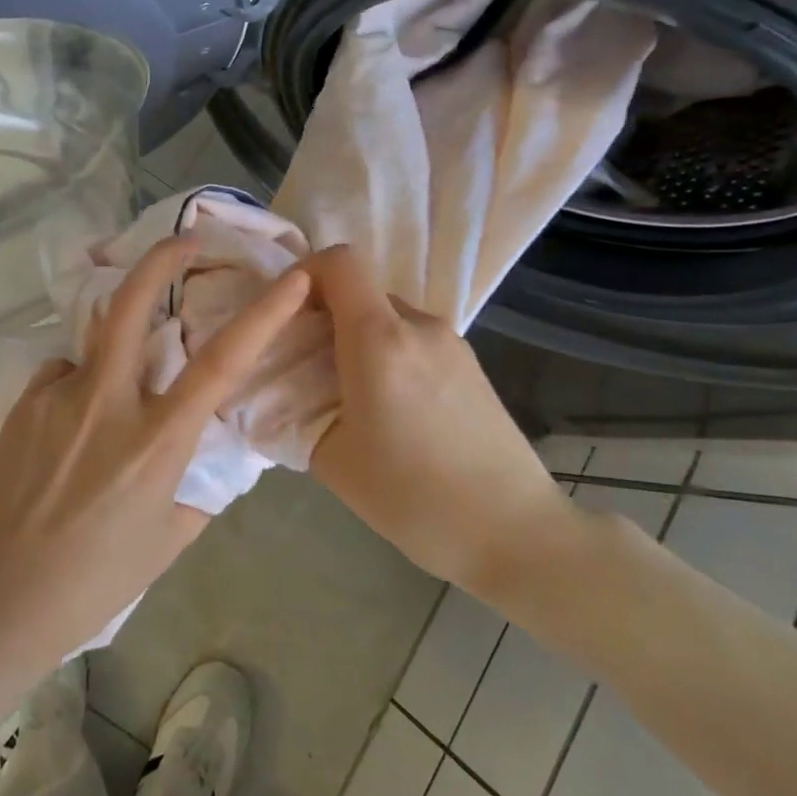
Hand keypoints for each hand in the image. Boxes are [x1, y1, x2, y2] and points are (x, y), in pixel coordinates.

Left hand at [0, 237, 311, 662]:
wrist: (5, 594)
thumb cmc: (100, 576)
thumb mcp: (170, 535)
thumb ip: (196, 484)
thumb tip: (203, 448)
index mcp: (157, 440)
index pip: (221, 363)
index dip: (264, 313)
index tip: (292, 277)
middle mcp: (108, 403)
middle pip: (134, 305)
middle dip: (162, 259)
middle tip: (183, 239)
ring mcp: (59, 397)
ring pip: (96, 344)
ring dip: (115, 351)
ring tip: (108, 403)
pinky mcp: (24, 403)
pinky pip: (63, 376)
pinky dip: (77, 389)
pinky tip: (67, 433)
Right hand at [302, 245, 575, 601]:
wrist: (513, 532)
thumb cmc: (412, 496)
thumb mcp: (331, 458)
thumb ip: (297, 410)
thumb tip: (283, 390)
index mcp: (379, 339)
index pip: (339, 262)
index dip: (304, 273)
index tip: (284, 313)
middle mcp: (418, 325)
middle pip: (361, 290)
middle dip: (325, 314)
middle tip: (306, 364)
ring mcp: (452, 342)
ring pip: (387, 316)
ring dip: (358, 338)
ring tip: (347, 393)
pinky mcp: (471, 364)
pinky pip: (414, 339)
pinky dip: (388, 354)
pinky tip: (389, 407)